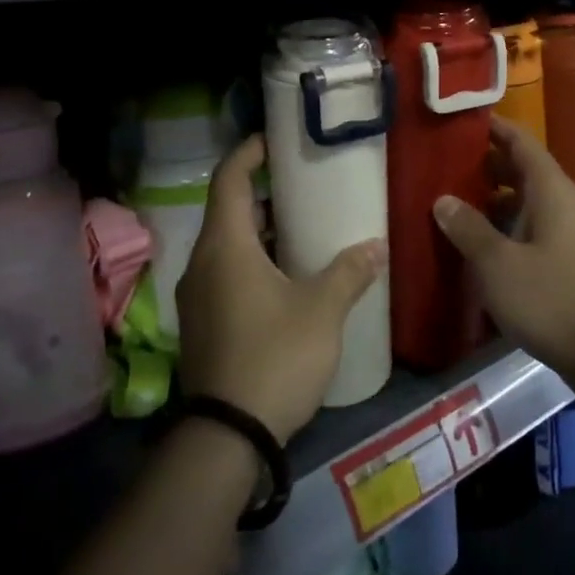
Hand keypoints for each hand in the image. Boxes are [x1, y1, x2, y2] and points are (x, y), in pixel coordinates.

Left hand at [175, 135, 386, 442]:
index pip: (229, 180)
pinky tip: (290, 275)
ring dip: (262, 231)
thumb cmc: (275, 357)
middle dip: (264, 193)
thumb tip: (375, 247)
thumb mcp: (321, 311)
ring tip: (305, 226)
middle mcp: (204, 264)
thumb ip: (349, 272)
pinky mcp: (204, 323)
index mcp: (226, 247)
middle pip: (229, 211)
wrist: (228, 436)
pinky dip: (255, 261)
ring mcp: (199, 296)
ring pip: (230, 246)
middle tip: (305, 184)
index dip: (249, 153)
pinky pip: (228, 273)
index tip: (275, 139)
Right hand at [432, 116, 574, 398]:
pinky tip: (475, 247)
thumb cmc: (553, 298)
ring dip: (490, 201)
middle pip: (520, 170)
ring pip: (523, 203)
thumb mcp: (498, 264)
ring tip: (449, 205)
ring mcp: (565, 233)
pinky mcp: (565, 262)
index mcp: (549, 189)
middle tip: (441, 166)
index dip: (492, 128)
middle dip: (483, 166)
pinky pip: (528, 231)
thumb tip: (443, 199)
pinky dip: (503, 230)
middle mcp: (560, 202)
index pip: (520, 141)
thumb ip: (468, 229)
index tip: (457, 122)